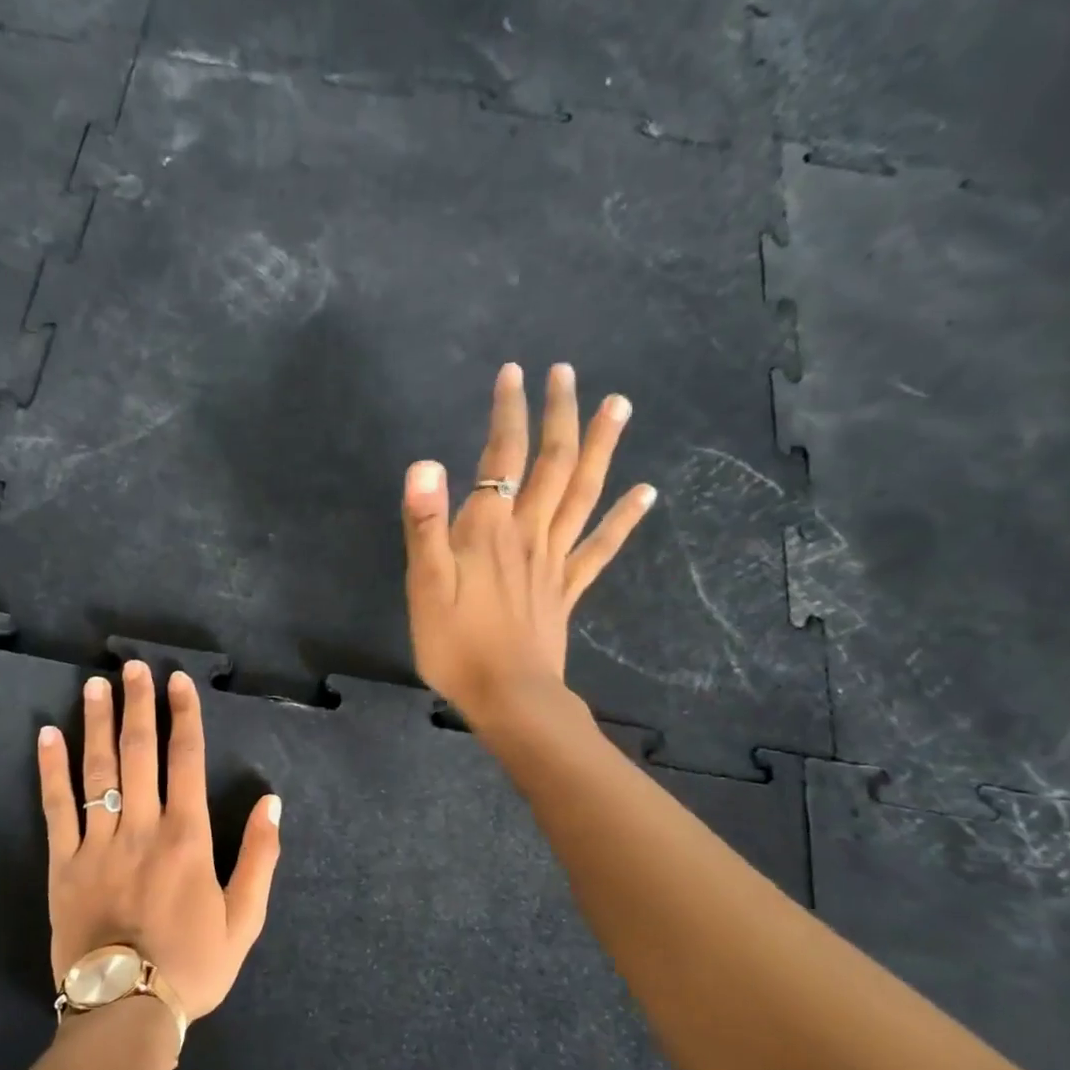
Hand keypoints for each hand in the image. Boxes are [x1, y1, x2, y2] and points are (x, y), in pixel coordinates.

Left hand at [37, 661, 281, 1021]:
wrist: (125, 1010)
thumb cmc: (192, 965)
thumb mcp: (245, 919)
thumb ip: (260, 858)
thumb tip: (272, 803)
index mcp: (187, 837)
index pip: (186, 760)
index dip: (184, 716)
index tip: (178, 681)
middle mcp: (142, 827)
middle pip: (139, 753)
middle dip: (138, 705)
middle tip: (133, 667)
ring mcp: (98, 843)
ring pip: (98, 770)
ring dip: (97, 723)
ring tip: (94, 685)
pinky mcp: (63, 864)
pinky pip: (56, 808)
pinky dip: (51, 770)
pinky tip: (47, 736)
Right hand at [402, 362, 655, 720]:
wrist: (507, 696)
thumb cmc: (456, 644)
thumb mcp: (424, 586)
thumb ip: (425, 525)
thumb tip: (425, 464)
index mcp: (489, 531)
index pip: (501, 459)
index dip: (508, 414)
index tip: (515, 373)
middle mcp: (528, 534)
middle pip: (552, 465)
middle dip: (559, 415)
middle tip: (569, 373)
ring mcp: (554, 561)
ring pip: (583, 494)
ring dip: (601, 448)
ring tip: (619, 406)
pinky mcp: (566, 589)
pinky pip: (599, 548)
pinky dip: (623, 518)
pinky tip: (644, 493)